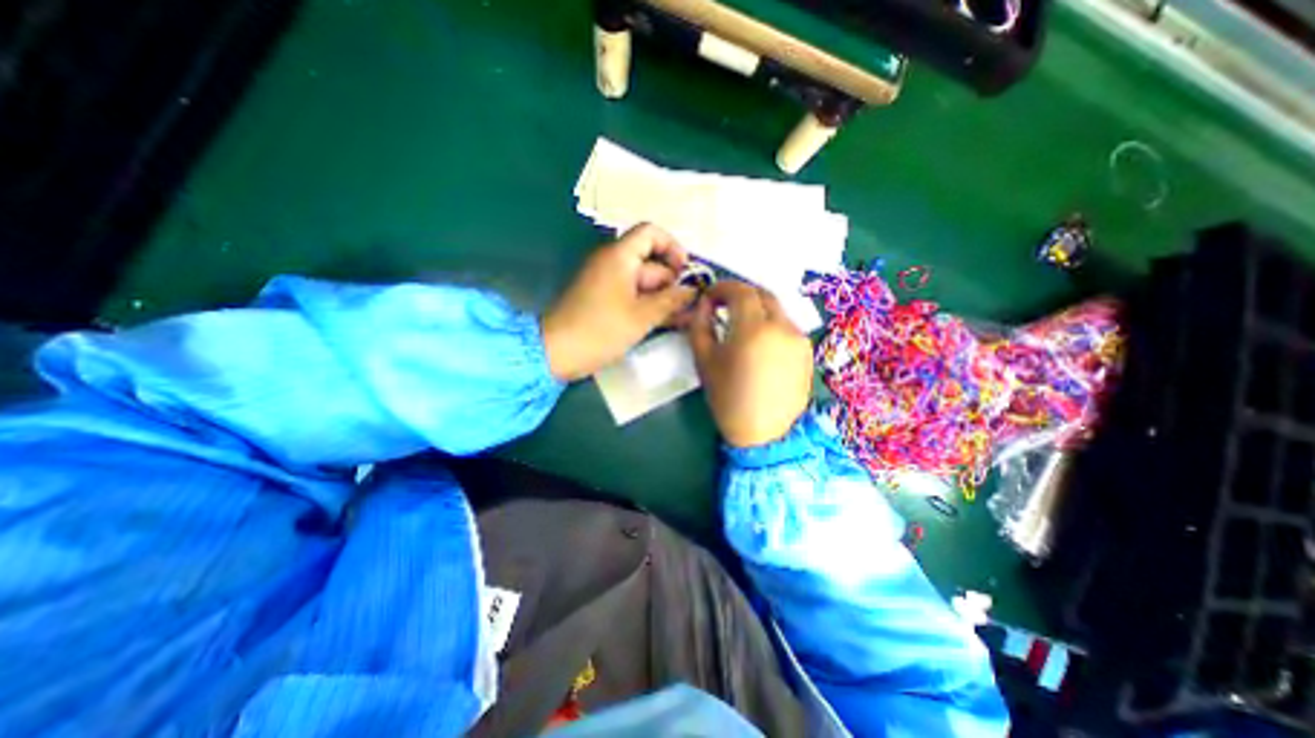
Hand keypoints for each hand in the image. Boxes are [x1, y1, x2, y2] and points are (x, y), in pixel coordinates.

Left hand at [539, 222, 697, 379]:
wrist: (557, 352)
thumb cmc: (601, 330)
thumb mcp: (642, 316)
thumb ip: (671, 300)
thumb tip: (692, 291)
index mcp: (619, 256)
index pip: (651, 233)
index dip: (672, 247)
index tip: (685, 272)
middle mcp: (613, 263)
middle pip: (651, 262)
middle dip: (672, 283)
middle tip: (691, 306)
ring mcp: (608, 283)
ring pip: (644, 283)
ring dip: (664, 298)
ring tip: (685, 318)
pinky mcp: (605, 300)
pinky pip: (633, 296)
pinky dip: (649, 306)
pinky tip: (668, 322)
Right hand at [690, 280, 812, 443]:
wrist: (763, 433)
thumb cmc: (728, 398)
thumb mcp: (704, 360)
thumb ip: (700, 325)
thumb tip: (704, 304)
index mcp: (754, 328)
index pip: (741, 291)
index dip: (723, 287)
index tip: (710, 296)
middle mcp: (783, 327)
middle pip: (763, 295)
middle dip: (742, 294)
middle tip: (724, 305)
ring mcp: (799, 339)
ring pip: (777, 310)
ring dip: (757, 309)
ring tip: (741, 325)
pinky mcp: (807, 352)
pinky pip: (787, 327)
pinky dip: (771, 325)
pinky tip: (760, 343)